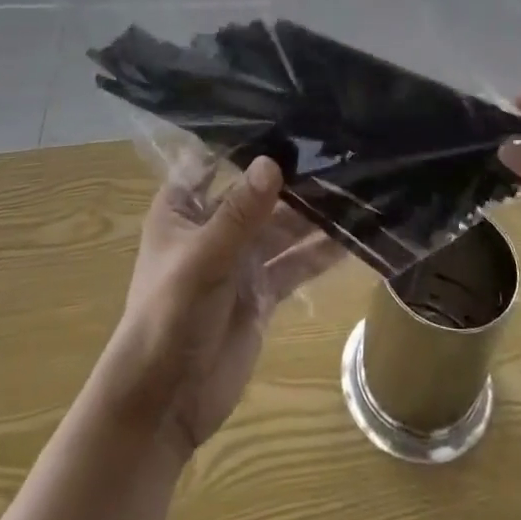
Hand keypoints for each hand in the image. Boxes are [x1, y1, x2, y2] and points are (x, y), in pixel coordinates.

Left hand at [92, 157, 340, 460]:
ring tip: (357, 189)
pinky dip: (320, 253)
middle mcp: (213, 227)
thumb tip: (273, 161)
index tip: (290, 115)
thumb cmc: (168, 316)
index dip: (248, 141)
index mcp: (184, 208)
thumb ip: (241, 212)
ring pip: (283, 228)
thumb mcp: (204, 257)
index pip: (216, 160)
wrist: (164, 404)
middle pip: (259, 195)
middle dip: (294, 179)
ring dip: (314, 215)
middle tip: (341, 150)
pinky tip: (353, 237)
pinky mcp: (261, 293)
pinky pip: (295, 265)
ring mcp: (240, 261)